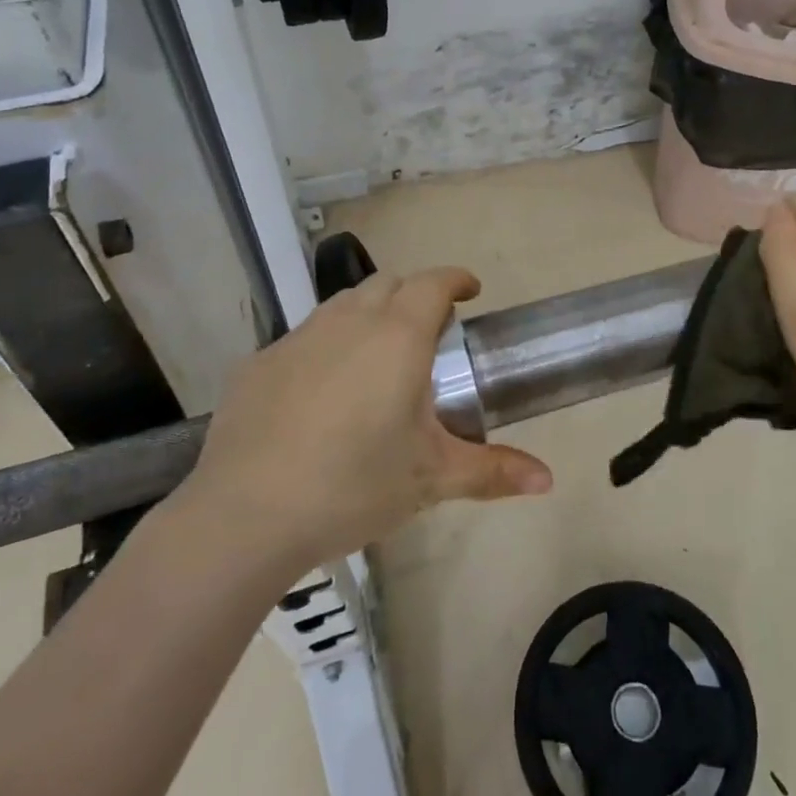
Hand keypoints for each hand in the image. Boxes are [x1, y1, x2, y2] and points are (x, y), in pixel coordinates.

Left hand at [175, 267, 552, 567]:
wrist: (246, 515)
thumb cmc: (354, 486)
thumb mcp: (431, 478)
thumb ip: (493, 471)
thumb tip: (548, 479)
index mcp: (397, 337)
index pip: (433, 283)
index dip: (456, 279)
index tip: (470, 291)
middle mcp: (347, 322)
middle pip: (388, 284)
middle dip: (414, 295)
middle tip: (429, 333)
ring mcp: (297, 339)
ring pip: (342, 305)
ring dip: (369, 314)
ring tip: (378, 358)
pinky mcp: (258, 364)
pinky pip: (303, 339)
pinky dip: (325, 348)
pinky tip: (320, 395)